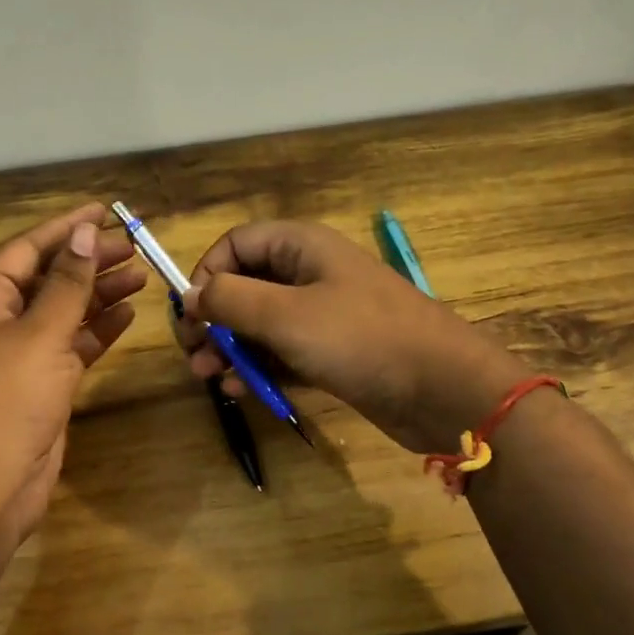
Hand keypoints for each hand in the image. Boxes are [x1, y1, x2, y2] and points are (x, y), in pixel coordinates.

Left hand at [0, 203, 145, 549]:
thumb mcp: (40, 334)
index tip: (106, 210)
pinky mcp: (39, 386)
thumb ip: (68, 283)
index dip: (67, 227)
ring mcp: (18, 356)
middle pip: (48, 278)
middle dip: (89, 262)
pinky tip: (127, 315)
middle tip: (134, 247)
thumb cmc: (4, 399)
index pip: (28, 249)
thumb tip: (85, 232)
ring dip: (98, 294)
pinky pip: (71, 346)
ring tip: (141, 275)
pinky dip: (97, 330)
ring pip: (63, 312)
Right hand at [178, 221, 528, 452]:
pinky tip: (239, 390)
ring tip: (207, 377)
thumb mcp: (286, 315)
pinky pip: (282, 353)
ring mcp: (322, 315)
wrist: (442, 389)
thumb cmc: (361, 338)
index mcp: (301, 247)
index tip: (191, 314)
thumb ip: (231, 299)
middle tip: (192, 353)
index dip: (207, 273)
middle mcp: (309, 274)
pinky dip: (258, 368)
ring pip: (260, 324)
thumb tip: (192, 295)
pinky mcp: (330, 353)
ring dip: (230, 348)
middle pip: (244, 285)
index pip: (236, 245)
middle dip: (214, 319)